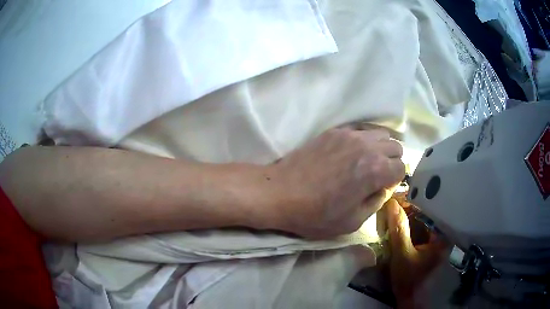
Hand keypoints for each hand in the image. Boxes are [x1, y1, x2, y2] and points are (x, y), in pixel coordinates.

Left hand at [265, 127, 404, 238]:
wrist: (280, 193)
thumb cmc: (316, 214)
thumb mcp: (353, 222)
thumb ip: (376, 202)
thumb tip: (383, 188)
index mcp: (376, 170)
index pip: (401, 168)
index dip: (395, 181)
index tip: (383, 188)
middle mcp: (367, 147)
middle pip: (395, 146)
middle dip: (392, 161)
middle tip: (378, 175)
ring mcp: (350, 135)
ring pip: (380, 133)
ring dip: (380, 147)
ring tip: (367, 162)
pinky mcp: (334, 131)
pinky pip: (360, 129)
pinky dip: (364, 139)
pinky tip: (352, 152)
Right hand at [386, 199, 447, 307]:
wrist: (408, 297)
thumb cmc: (409, 278)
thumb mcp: (402, 254)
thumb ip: (399, 230)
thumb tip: (391, 203)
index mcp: (442, 235)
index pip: (429, 210)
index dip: (413, 202)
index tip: (396, 198)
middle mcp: (441, 234)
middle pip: (424, 214)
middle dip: (407, 209)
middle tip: (390, 204)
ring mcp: (433, 239)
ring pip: (420, 221)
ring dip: (405, 216)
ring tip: (390, 211)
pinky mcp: (426, 243)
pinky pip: (417, 228)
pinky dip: (406, 225)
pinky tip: (395, 223)